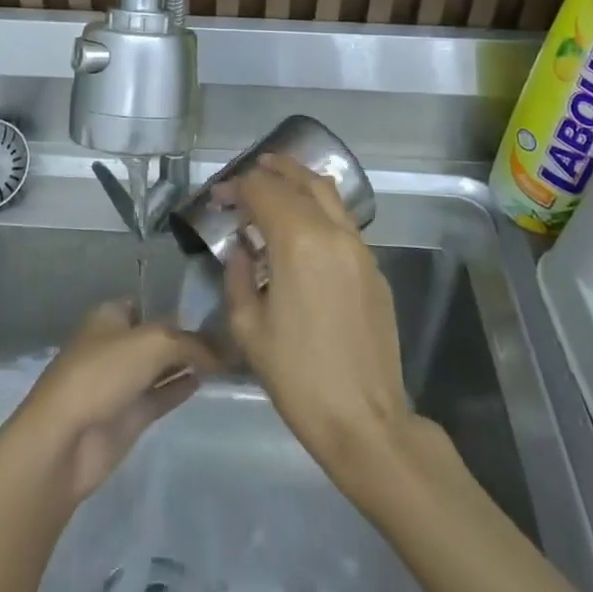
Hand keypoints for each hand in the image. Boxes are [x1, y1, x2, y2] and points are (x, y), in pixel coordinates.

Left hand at [5, 301, 215, 503]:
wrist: (65, 438)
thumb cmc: (102, 373)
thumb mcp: (153, 343)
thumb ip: (190, 343)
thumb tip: (220, 351)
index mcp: (109, 316)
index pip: (147, 303)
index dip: (175, 305)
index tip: (211, 310)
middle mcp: (115, 345)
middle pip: (157, 336)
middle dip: (186, 336)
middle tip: (227, 335)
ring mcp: (121, 382)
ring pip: (160, 366)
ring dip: (187, 363)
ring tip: (226, 358)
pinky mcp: (129, 415)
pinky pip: (161, 394)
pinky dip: (180, 387)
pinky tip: (206, 381)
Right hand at [220, 154, 413, 481]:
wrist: (364, 420)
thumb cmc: (296, 376)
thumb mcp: (247, 327)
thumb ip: (239, 275)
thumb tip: (242, 248)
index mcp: (298, 242)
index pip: (263, 191)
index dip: (236, 187)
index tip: (218, 198)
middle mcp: (333, 233)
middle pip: (301, 181)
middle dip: (272, 171)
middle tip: (249, 172)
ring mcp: (361, 249)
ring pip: (330, 195)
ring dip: (300, 182)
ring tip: (277, 182)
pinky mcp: (374, 269)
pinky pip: (344, 223)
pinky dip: (320, 210)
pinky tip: (304, 229)